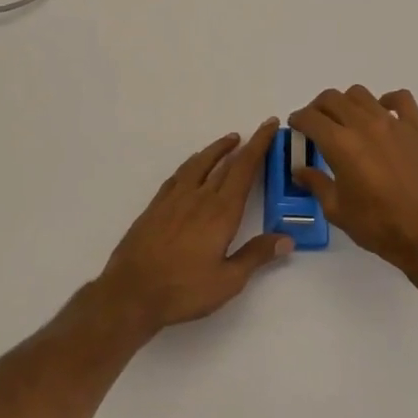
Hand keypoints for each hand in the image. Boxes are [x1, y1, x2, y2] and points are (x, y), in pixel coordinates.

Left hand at [96, 119, 290, 335]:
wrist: (130, 293)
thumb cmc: (184, 289)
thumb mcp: (228, 281)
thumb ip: (256, 256)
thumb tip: (287, 238)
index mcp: (221, 212)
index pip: (245, 169)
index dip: (259, 145)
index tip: (269, 125)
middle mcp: (199, 197)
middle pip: (225, 163)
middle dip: (245, 145)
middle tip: (257, 132)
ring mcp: (174, 199)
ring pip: (199, 163)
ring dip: (216, 149)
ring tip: (229, 141)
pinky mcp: (156, 206)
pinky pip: (178, 175)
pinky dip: (192, 164)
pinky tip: (193, 167)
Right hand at [288, 87, 417, 281]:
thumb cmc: (378, 226)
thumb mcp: (337, 210)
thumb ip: (316, 183)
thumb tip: (300, 170)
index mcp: (341, 145)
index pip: (311, 118)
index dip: (298, 119)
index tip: (296, 126)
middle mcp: (365, 125)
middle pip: (332, 99)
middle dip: (318, 108)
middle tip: (317, 124)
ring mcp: (394, 123)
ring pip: (361, 94)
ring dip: (347, 103)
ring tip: (348, 120)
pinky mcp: (417, 127)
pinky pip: (401, 98)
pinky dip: (387, 100)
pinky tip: (383, 115)